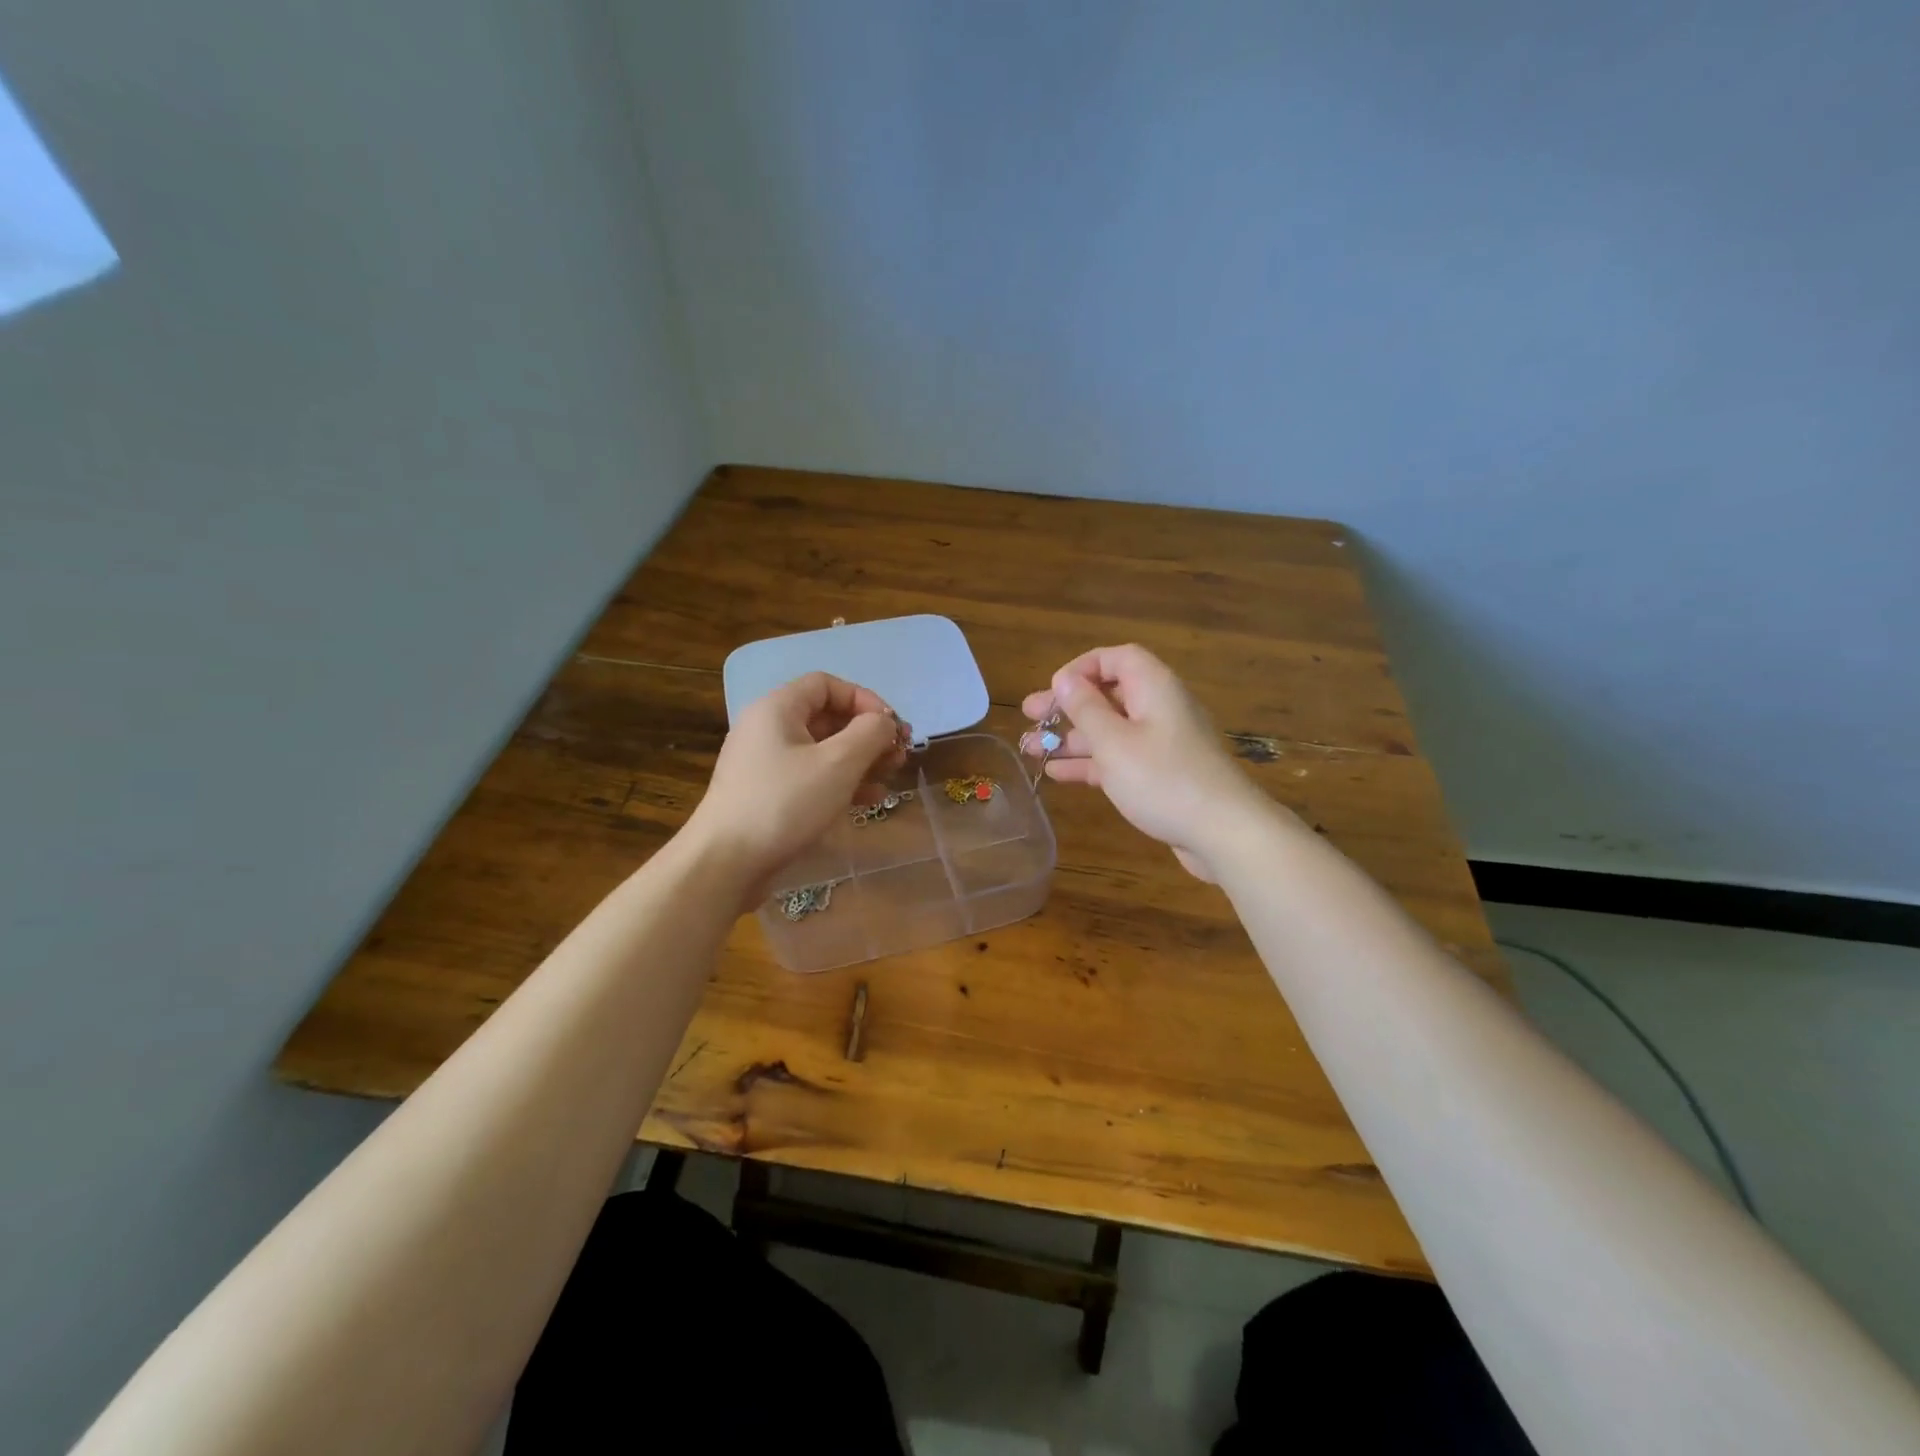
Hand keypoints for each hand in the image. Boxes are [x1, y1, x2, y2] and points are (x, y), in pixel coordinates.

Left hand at [686, 672, 904, 894]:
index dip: (864, 700)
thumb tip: (885, 723)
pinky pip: (812, 777)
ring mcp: (766, 764)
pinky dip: (842, 782)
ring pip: (823, 750)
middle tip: (899, 755)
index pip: (827, 684)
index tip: (892, 727)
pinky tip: (869, 800)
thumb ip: (870, 734)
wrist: (725, 864)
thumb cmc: (784, 804)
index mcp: (777, 709)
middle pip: (827, 717)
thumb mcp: (838, 763)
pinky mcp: (768, 795)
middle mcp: (768, 729)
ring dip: (860, 759)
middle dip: (867, 734)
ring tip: (890, 777)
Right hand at [1022, 645, 1269, 881]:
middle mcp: (1159, 708)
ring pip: (1110, 730)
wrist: (1223, 832)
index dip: (1081, 668)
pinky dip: (1090, 763)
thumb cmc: (1163, 779)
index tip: (1052, 689)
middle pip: (1108, 695)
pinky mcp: (1161, 775)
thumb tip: (1064, 678)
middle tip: (1030, 716)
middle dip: (1067, 706)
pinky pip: (1119, 758)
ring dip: (1071, 738)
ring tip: (1030, 750)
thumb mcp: (1113, 742)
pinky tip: (1056, 774)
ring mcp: (1161, 744)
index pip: (1116, 658)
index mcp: (1154, 688)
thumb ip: (1085, 708)